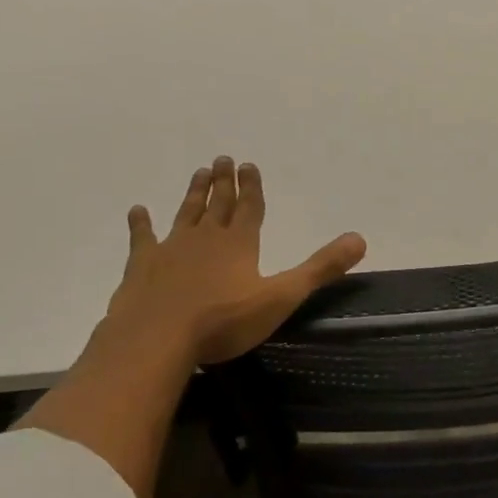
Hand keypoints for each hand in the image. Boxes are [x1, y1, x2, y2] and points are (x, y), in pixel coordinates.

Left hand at [89, 156, 366, 372]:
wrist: (157, 338)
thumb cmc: (224, 321)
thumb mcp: (282, 297)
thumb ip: (320, 268)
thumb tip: (359, 239)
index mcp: (239, 244)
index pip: (250, 208)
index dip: (252, 187)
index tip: (248, 164)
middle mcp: (206, 238)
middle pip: (218, 204)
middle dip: (223, 182)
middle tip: (222, 158)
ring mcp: (170, 249)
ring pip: (186, 214)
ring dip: (194, 194)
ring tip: (199, 173)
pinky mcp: (142, 266)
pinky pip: (142, 238)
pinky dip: (141, 224)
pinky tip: (138, 210)